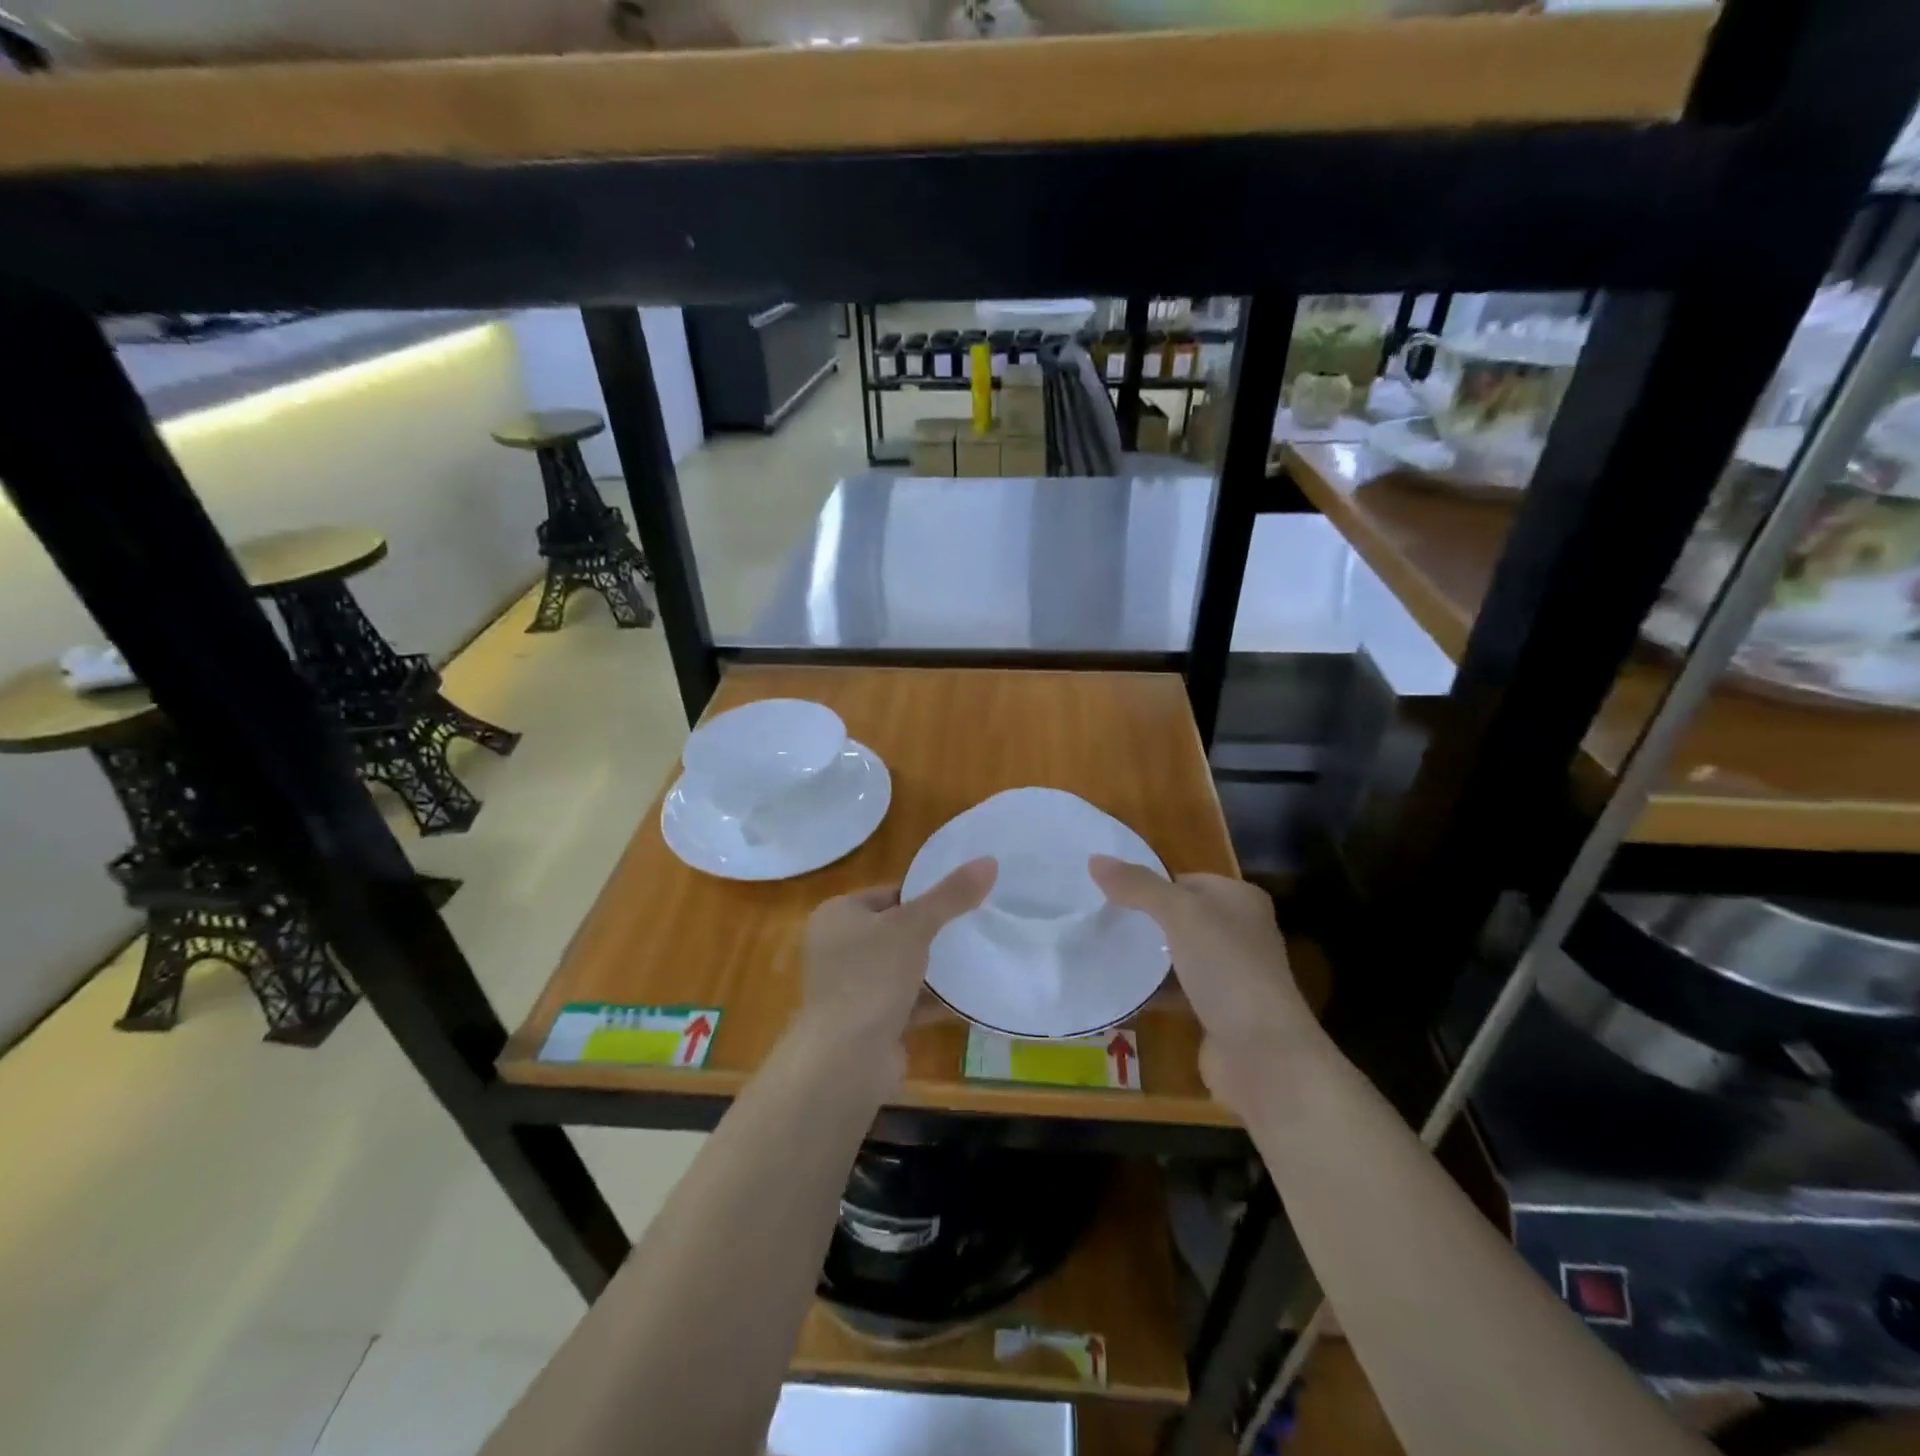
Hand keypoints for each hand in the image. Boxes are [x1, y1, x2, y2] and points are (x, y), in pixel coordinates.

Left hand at [794, 858, 996, 1064]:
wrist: (845, 1061)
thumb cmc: (871, 977)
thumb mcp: (913, 926)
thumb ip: (950, 895)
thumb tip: (989, 860)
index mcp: (836, 916)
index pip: (887, 893)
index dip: (924, 893)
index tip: (963, 896)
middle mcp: (838, 949)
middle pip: (895, 931)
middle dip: (933, 931)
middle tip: (976, 924)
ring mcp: (852, 989)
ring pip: (902, 968)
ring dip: (934, 968)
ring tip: (979, 955)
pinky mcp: (869, 1023)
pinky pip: (907, 1003)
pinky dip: (933, 1000)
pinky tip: (969, 997)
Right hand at [1089, 856, 1312, 1112]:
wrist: (1263, 1054)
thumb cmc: (1227, 969)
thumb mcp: (1180, 915)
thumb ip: (1138, 886)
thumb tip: (1095, 859)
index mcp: (1240, 900)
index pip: (1186, 879)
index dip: (1149, 883)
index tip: (1107, 891)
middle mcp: (1240, 932)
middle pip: (1180, 916)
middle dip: (1143, 919)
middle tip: (1099, 919)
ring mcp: (1231, 974)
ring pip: (1177, 954)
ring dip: (1147, 956)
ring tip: (1102, 948)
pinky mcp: (1218, 1011)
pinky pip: (1177, 990)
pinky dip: (1153, 989)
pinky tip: (1120, 988)